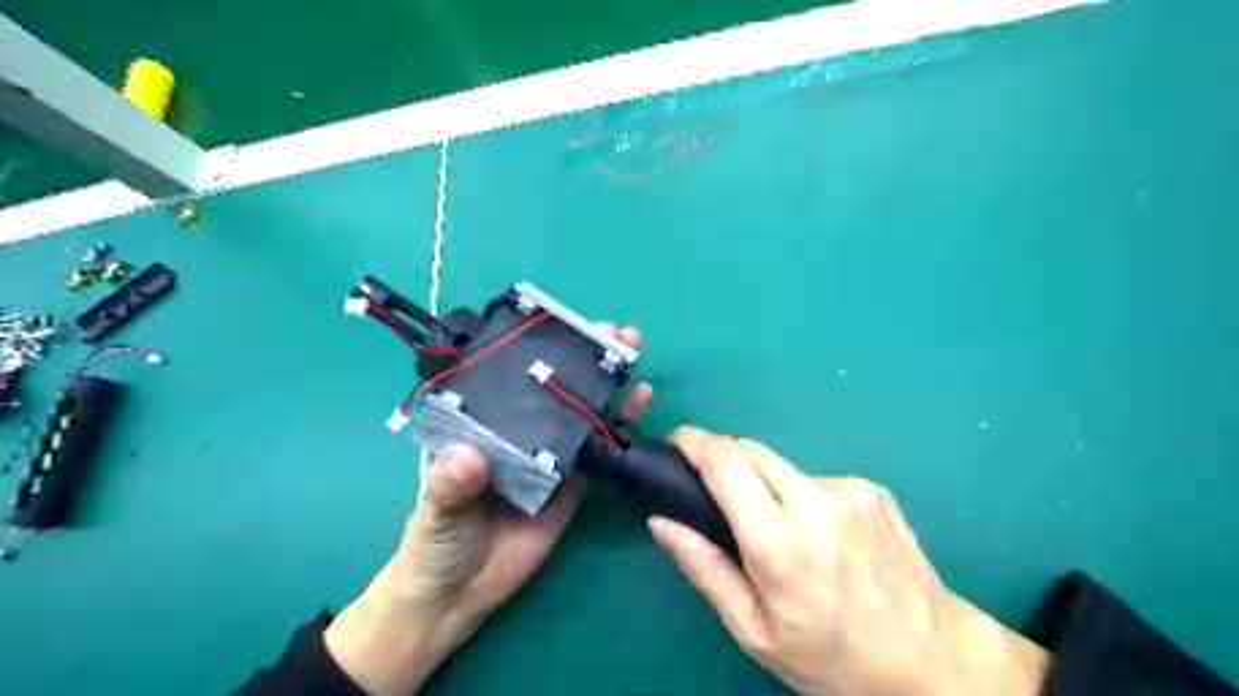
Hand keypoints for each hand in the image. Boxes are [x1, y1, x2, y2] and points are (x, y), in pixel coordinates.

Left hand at [322, 323, 651, 694]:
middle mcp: (520, 435)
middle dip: (585, 360)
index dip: (540, 351)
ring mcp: (550, 460)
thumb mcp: (437, 512)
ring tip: (632, 353)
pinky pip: (599, 455)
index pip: (513, 379)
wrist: (456, 600)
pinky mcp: (573, 487)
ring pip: (582, 416)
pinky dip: (619, 429)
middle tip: (615, 333)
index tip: (565, 328)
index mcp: (484, 428)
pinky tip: (638, 402)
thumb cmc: (434, 545)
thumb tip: (466, 456)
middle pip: (556, 391)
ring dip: (608, 386)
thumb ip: (450, 486)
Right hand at [648, 426, 1043, 695]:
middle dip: (723, 459)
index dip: (694, 442)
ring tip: (779, 531)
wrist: (933, 659)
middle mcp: (814, 502)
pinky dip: (802, 496)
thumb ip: (704, 568)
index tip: (677, 443)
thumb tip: (660, 522)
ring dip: (764, 483)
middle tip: (717, 495)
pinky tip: (821, 535)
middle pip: (750, 449)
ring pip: (782, 464)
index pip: (725, 462)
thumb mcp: (755, 630)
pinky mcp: (872, 489)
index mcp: (779, 541)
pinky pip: (816, 479)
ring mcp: (849, 490)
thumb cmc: (832, 657)